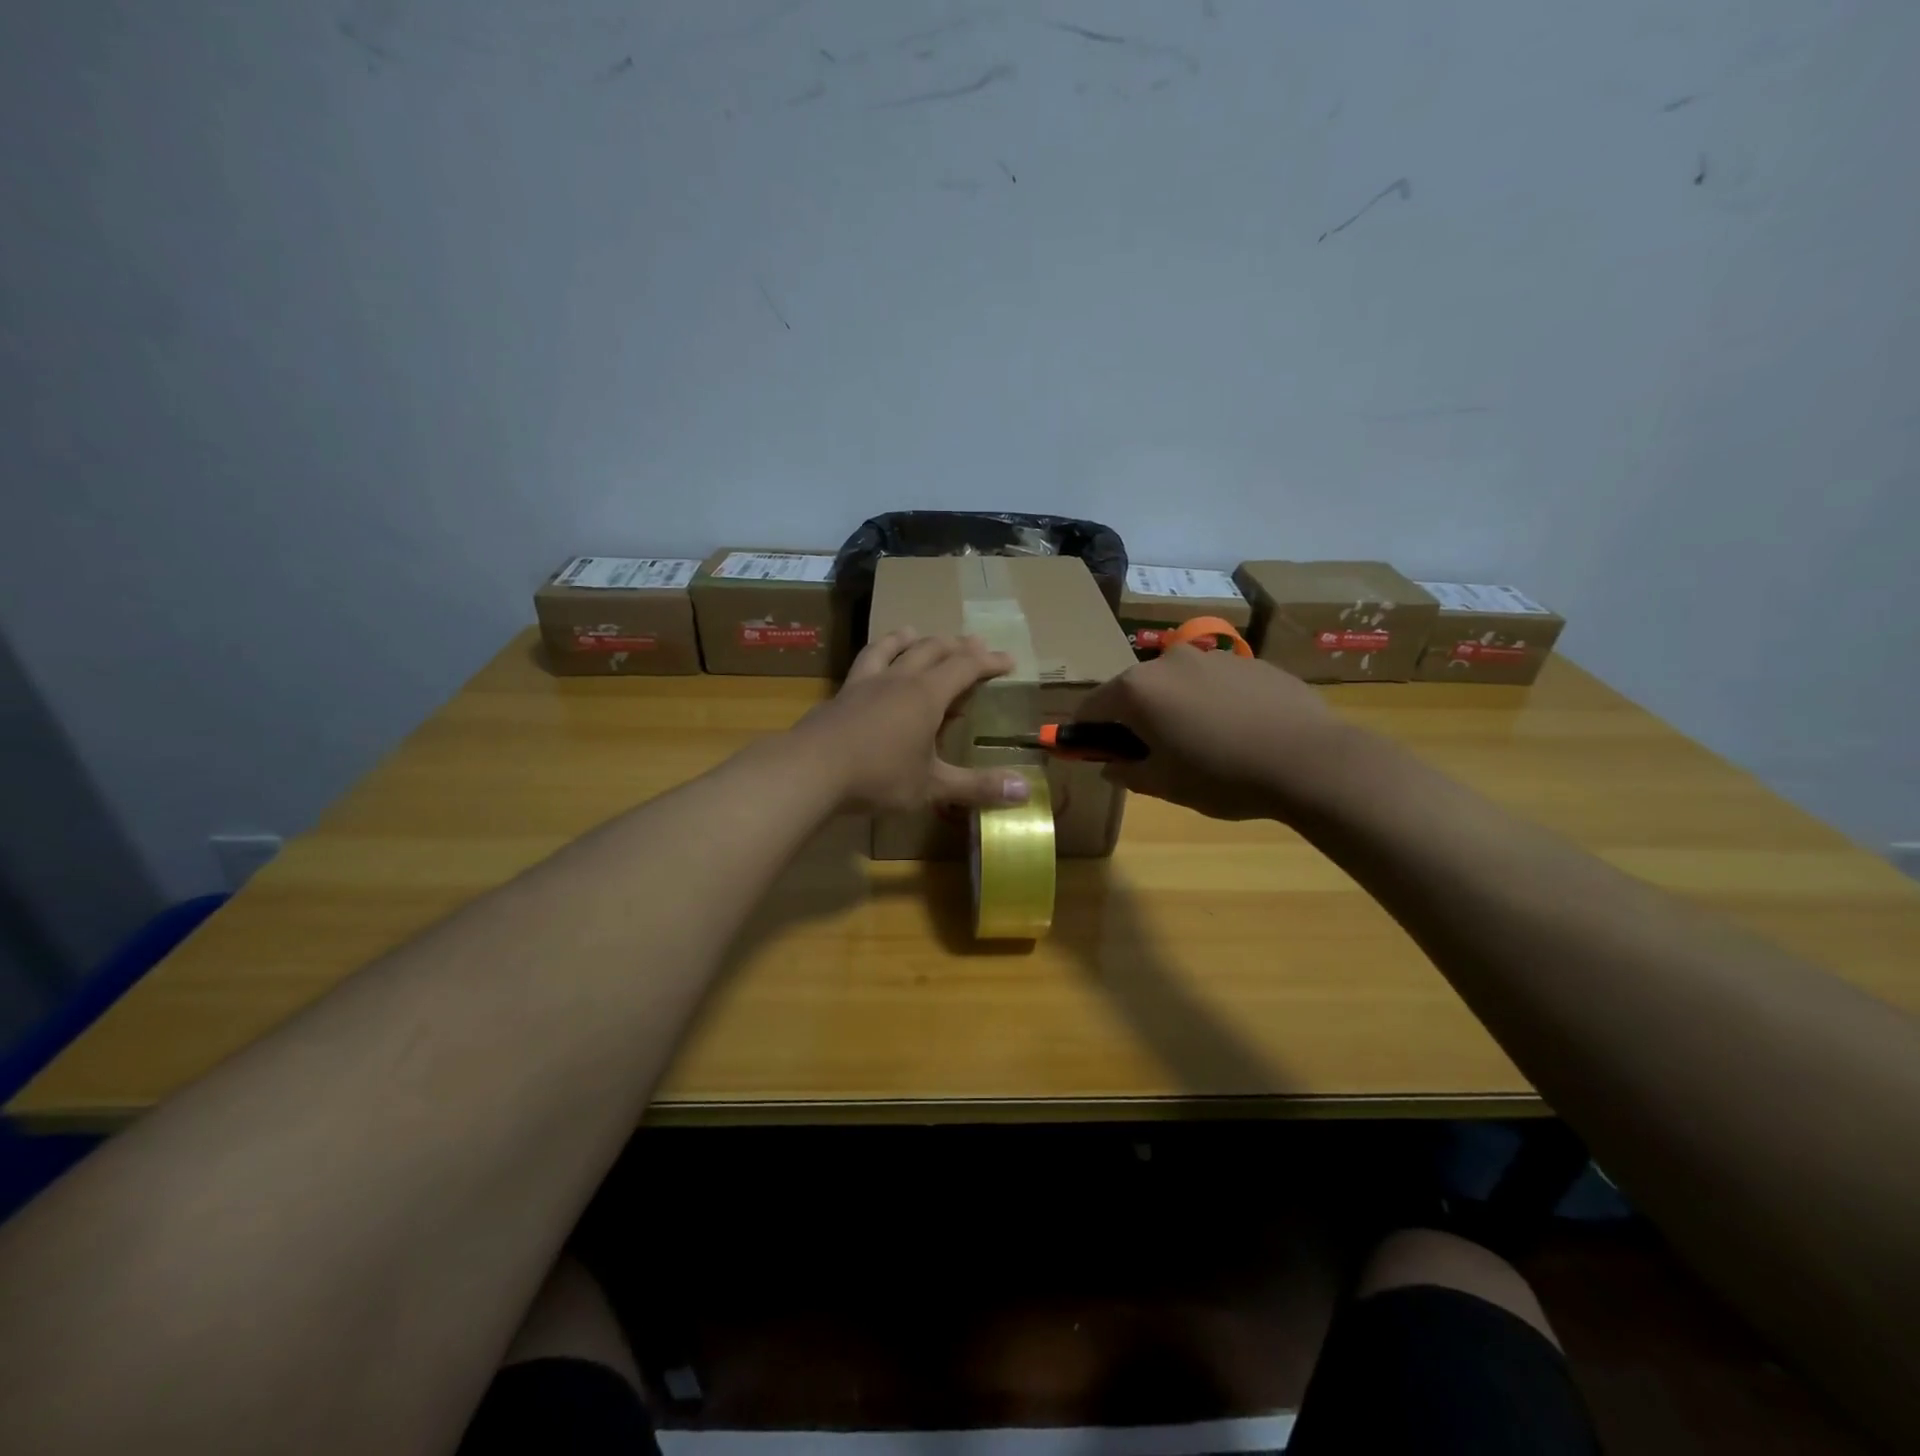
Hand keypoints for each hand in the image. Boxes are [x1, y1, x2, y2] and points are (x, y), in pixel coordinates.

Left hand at [793, 629, 1033, 812]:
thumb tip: (1024, 791)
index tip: (1008, 661)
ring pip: (890, 647)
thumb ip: (976, 787)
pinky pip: (862, 663)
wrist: (810, 770)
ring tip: (914, 631)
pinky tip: (869, 666)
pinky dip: (875, 655)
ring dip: (908, 638)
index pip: (965, 667)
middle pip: (931, 649)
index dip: (988, 662)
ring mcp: (865, 684)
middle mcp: (898, 680)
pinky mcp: (840, 695)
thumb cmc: (878, 776)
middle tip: (972, 644)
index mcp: (926, 695)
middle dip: (956, 646)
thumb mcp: (932, 786)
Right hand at [1074, 646, 1346, 819]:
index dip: (1088, 733)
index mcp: (1137, 689)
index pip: (1092, 707)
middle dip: (1133, 718)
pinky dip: (1209, 701)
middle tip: (1152, 754)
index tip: (1098, 754)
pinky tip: (1236, 730)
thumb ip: (1127, 772)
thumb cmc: (1223, 775)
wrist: (1310, 759)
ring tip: (1202, 742)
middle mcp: (1167, 661)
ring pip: (1174, 683)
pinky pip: (1212, 681)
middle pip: (1133, 689)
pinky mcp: (1248, 660)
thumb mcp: (1165, 785)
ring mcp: (1211, 656)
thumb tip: (1111, 766)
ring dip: (1173, 707)